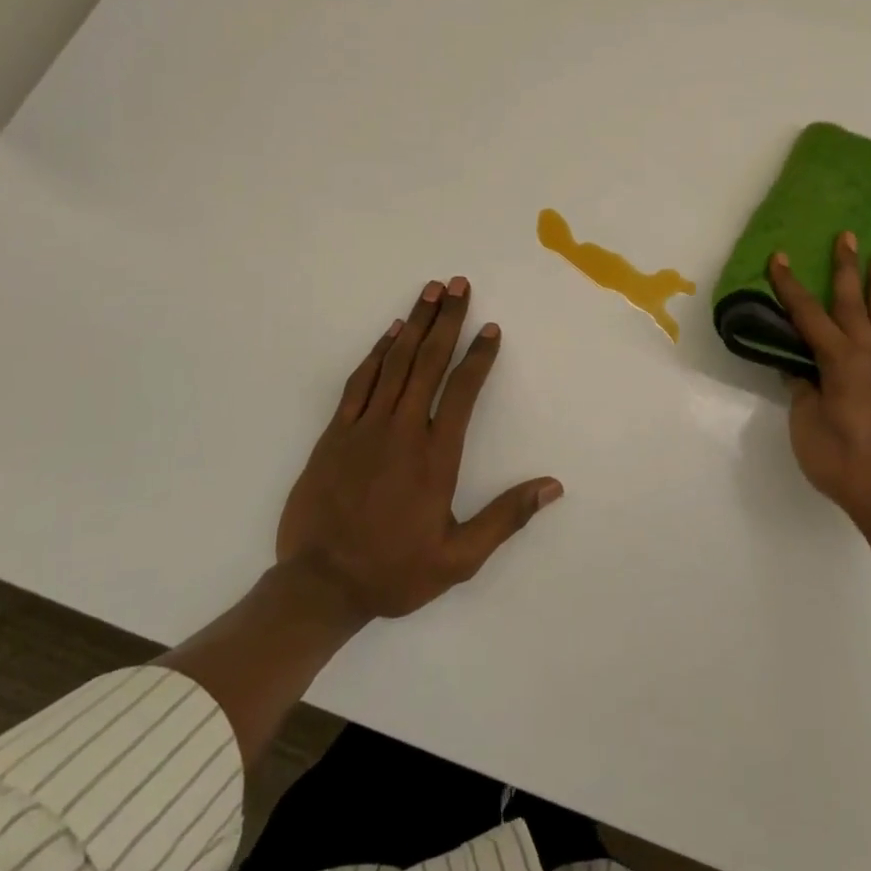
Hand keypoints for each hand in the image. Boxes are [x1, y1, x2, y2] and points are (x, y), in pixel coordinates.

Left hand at [277, 277, 562, 621]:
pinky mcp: (334, 434)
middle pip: (428, 363)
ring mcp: (364, 429)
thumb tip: (552, 486)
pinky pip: (359, 382)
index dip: (479, 357)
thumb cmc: (393, 572)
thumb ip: (506, 518)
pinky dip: (376, 353)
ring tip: (430, 292)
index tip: (490, 328)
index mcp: (435, 457)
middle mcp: (402, 432)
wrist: (318, 587)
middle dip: (446, 320)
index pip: (462, 392)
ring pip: (394, 363)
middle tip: (458, 284)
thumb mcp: (459, 558)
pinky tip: (389, 332)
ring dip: (414, 324)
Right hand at [768, 232, 870, 537]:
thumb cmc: (841, 463)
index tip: (780, 258)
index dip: (791, 287)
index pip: (808, 316)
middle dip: (845, 269)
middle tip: (847, 235)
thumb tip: (799, 368)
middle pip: (853, 305)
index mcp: (840, 363)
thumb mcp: (806, 426)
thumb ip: (802, 391)